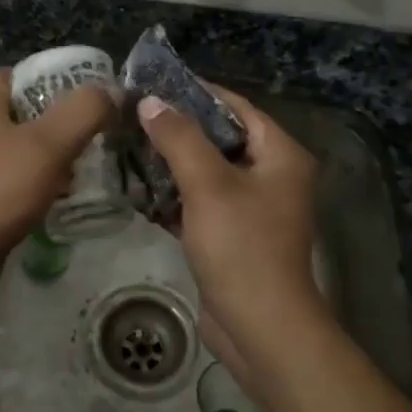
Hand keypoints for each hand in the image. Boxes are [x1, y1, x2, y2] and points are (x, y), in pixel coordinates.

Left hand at [0, 68, 117, 271]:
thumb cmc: (0, 187)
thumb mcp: (50, 143)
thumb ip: (84, 111)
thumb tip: (110, 91)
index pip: (16, 74)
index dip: (50, 77)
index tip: (83, 91)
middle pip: (22, 112)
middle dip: (57, 119)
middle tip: (92, 130)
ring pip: (19, 148)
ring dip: (50, 154)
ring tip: (85, 164)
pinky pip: (13, 179)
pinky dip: (38, 183)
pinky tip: (62, 196)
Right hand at [136, 84, 325, 387]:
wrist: (259, 327)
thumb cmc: (241, 246)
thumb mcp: (207, 184)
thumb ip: (178, 138)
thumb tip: (151, 102)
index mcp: (280, 155)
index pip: (237, 107)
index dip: (197, 93)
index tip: (155, 84)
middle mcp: (272, 175)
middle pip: (221, 138)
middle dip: (178, 128)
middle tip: (135, 116)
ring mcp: (253, 207)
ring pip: (208, 171)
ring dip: (173, 162)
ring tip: (130, 146)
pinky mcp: (233, 234)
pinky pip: (202, 201)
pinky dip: (176, 194)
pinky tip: (139, 188)